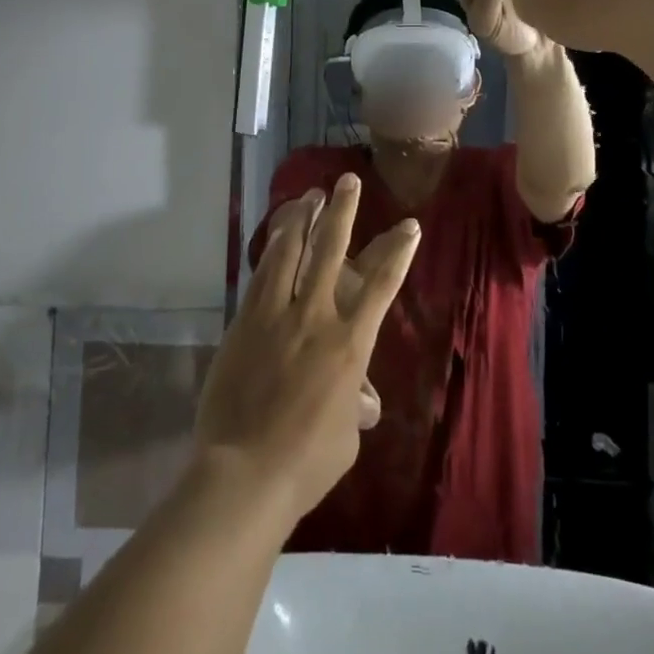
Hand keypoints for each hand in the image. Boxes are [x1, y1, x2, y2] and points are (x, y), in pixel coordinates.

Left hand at [195, 175, 418, 527]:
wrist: (245, 473)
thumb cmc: (306, 462)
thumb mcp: (346, 437)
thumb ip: (354, 406)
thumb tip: (362, 401)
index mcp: (349, 344)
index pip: (381, 286)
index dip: (397, 252)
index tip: (409, 225)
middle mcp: (315, 317)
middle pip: (331, 251)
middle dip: (343, 212)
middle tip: (348, 181)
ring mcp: (276, 316)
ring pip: (290, 252)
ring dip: (302, 219)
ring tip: (309, 195)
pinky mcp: (245, 322)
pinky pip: (261, 276)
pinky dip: (271, 250)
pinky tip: (275, 235)